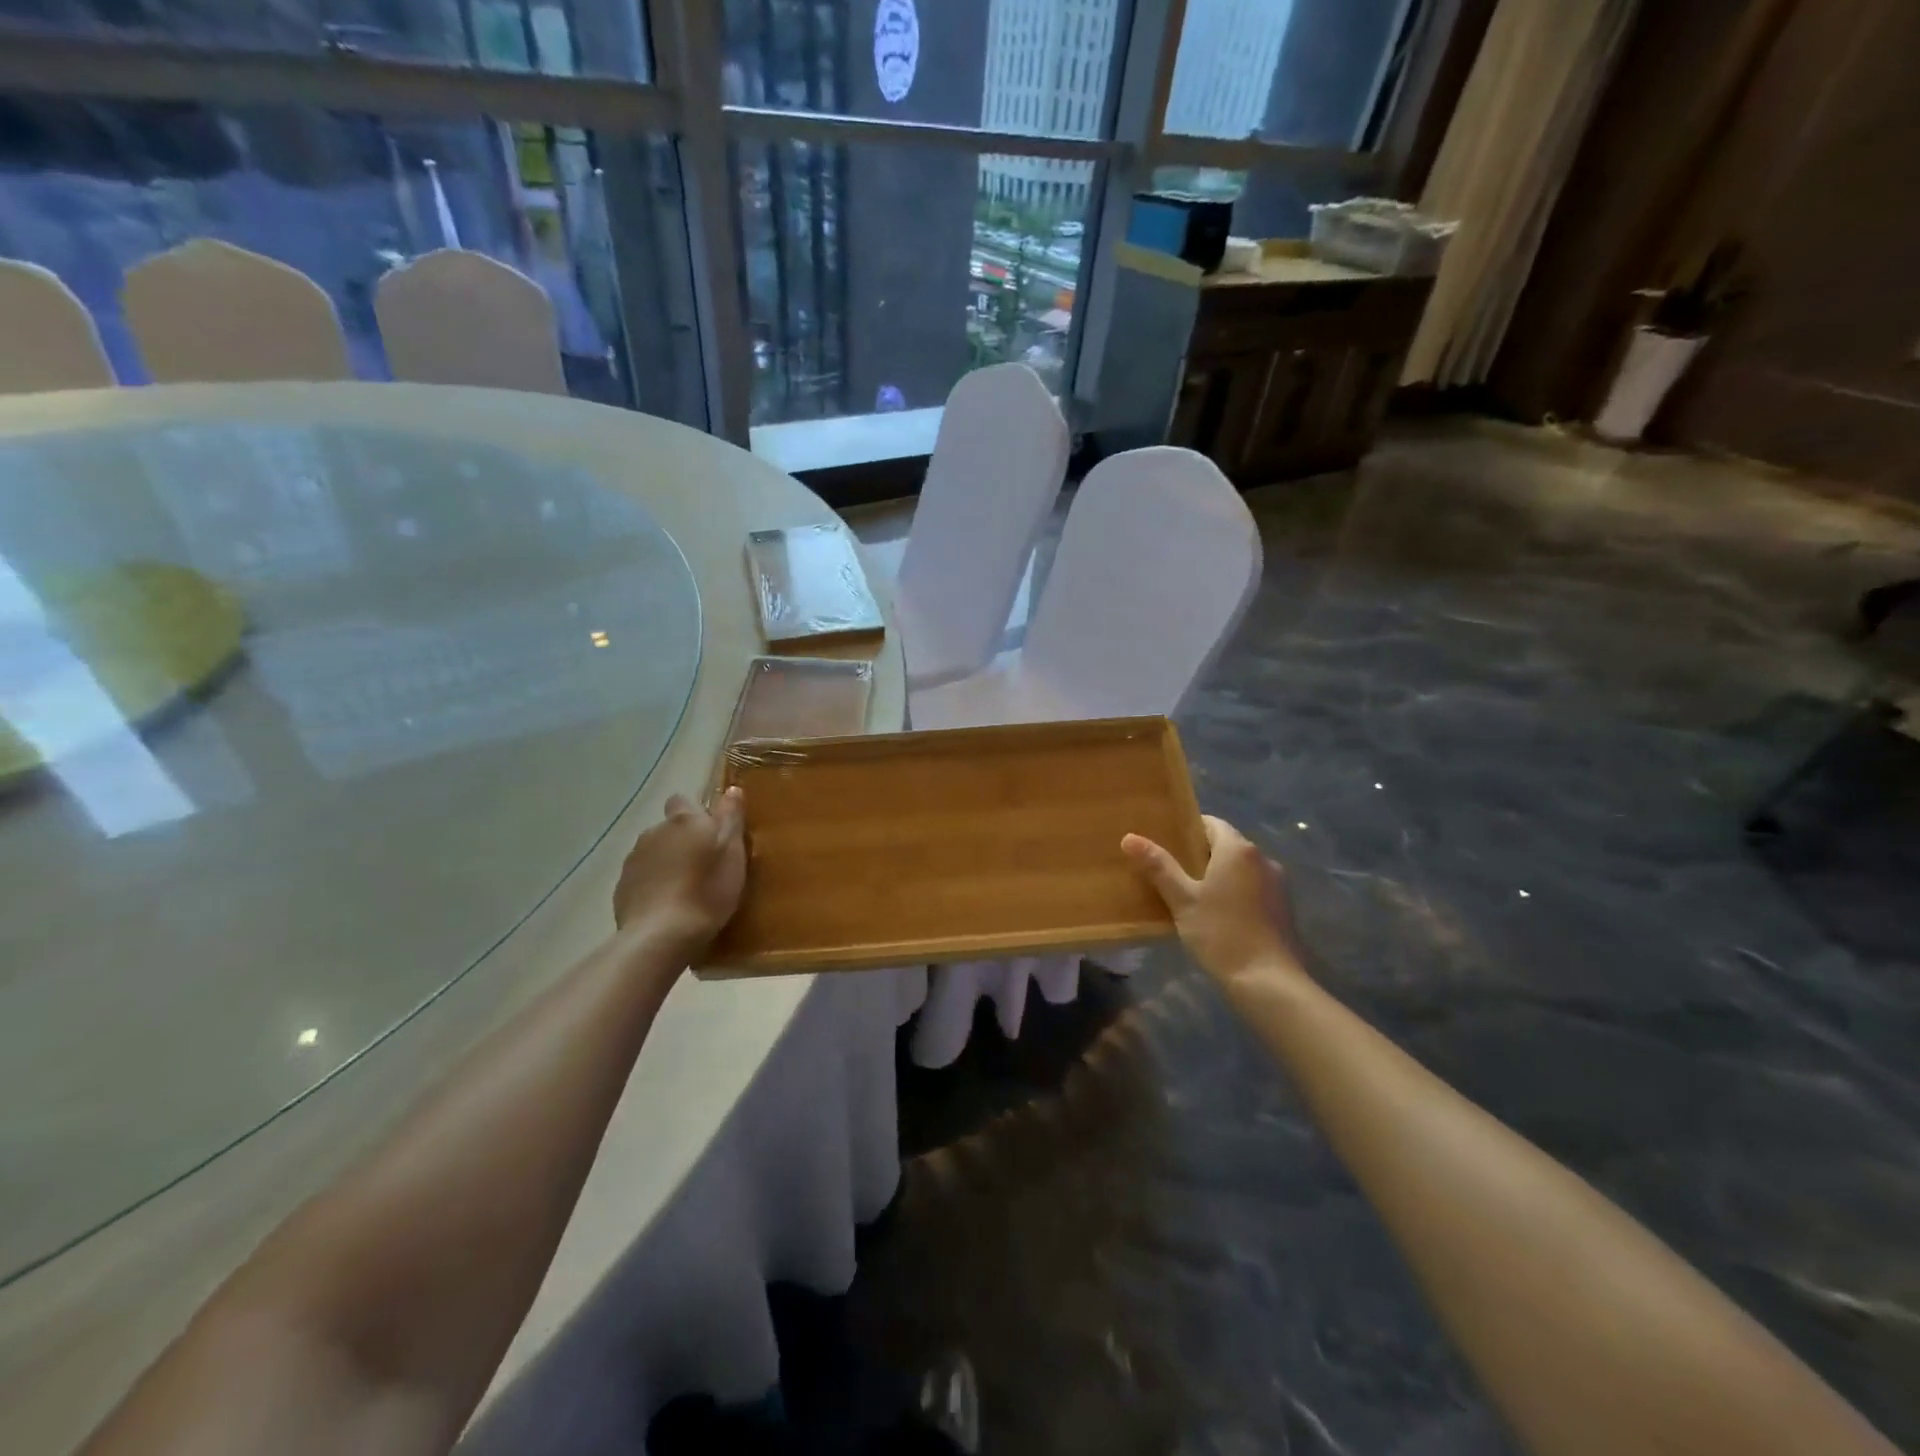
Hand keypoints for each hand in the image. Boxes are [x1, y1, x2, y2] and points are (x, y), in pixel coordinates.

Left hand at [613, 789, 746, 955]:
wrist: (661, 936)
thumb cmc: (707, 890)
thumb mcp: (733, 852)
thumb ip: (731, 818)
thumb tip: (731, 789)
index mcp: (683, 821)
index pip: (683, 801)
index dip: (696, 814)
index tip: (711, 833)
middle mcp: (654, 832)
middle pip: (668, 828)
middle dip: (682, 840)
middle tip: (704, 865)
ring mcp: (633, 861)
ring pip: (654, 853)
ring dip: (667, 863)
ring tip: (685, 889)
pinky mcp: (622, 888)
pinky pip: (642, 878)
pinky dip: (653, 886)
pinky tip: (667, 905)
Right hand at [1122, 816, 1307, 992]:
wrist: (1269, 982)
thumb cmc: (1221, 933)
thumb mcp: (1182, 899)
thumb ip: (1158, 866)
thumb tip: (1129, 837)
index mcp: (1238, 850)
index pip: (1211, 823)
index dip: (1187, 830)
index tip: (1166, 843)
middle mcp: (1263, 859)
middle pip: (1227, 845)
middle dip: (1200, 854)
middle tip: (1170, 870)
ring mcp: (1278, 885)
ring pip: (1241, 869)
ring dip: (1219, 875)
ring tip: (1191, 895)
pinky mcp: (1284, 909)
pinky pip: (1253, 889)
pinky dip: (1235, 893)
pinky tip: (1218, 915)